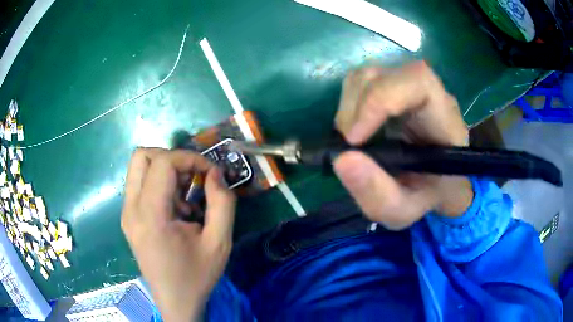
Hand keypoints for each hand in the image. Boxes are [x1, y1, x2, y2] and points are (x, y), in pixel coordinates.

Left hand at [121, 148, 235, 321]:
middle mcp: (131, 209)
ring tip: (185, 193)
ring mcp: (126, 213)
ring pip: (138, 167)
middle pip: (142, 156)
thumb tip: (215, 173)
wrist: (175, 301)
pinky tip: (175, 207)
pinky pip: (139, 183)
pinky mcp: (128, 218)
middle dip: (173, 158)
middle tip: (193, 177)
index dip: (190, 158)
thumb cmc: (197, 276)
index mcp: (151, 216)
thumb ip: (222, 203)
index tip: (210, 173)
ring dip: (164, 169)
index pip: (162, 162)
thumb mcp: (219, 242)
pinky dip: (158, 182)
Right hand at [334, 61, 473, 229]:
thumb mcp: (404, 210)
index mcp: (444, 118)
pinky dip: (348, 106)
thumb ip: (378, 195)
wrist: (440, 180)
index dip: (380, 99)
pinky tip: (356, 130)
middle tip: (350, 146)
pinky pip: (361, 83)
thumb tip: (341, 159)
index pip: (417, 82)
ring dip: (348, 107)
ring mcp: (408, 85)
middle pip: (382, 75)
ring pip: (366, 76)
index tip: (355, 140)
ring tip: (352, 140)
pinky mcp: (392, 86)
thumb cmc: (428, 195)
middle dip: (355, 109)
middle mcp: (428, 92)